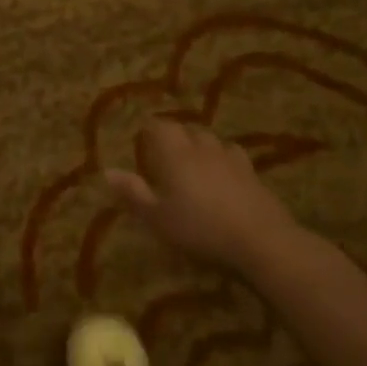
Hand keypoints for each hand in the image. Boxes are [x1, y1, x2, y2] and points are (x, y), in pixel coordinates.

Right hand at [104, 119, 295, 276]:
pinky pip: (231, 153)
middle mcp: (201, 147)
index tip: (142, 140)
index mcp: (175, 153)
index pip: (159, 126)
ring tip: (192, 159)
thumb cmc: (199, 227)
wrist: (259, 238)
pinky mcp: (251, 171)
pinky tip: (222, 170)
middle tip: (163, 153)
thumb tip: (107, 171)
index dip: (149, 130)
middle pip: (185, 129)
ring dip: (197, 144)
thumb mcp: (157, 217)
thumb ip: (132, 192)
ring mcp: (229, 156)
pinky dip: (221, 157)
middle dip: (173, 135)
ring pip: (209, 139)